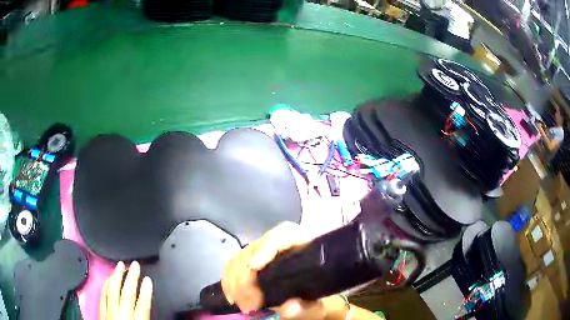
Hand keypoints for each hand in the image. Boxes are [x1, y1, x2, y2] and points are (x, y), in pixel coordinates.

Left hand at [99, 261, 152, 319]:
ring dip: (116, 276)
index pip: (142, 305)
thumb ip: (145, 318)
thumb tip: (148, 308)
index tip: (148, 279)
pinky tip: (108, 278)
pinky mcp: (100, 311)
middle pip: (126, 294)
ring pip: (112, 290)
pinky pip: (103, 294)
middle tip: (135, 264)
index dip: (146, 291)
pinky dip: (106, 284)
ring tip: (120, 265)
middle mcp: (121, 314)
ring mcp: (108, 311)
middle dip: (131, 278)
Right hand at [221, 222, 349, 319]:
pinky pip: (234, 265)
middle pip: (255, 247)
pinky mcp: (254, 263)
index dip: (266, 246)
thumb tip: (288, 308)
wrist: (317, 300)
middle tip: (248, 304)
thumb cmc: (323, 299)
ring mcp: (266, 253)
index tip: (254, 267)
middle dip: (245, 276)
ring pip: (241, 256)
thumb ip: (310, 308)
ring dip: (234, 280)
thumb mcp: (322, 306)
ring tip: (241, 303)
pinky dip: (229, 280)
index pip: (285, 234)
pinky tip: (231, 296)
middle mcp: (283, 245)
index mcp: (306, 247)